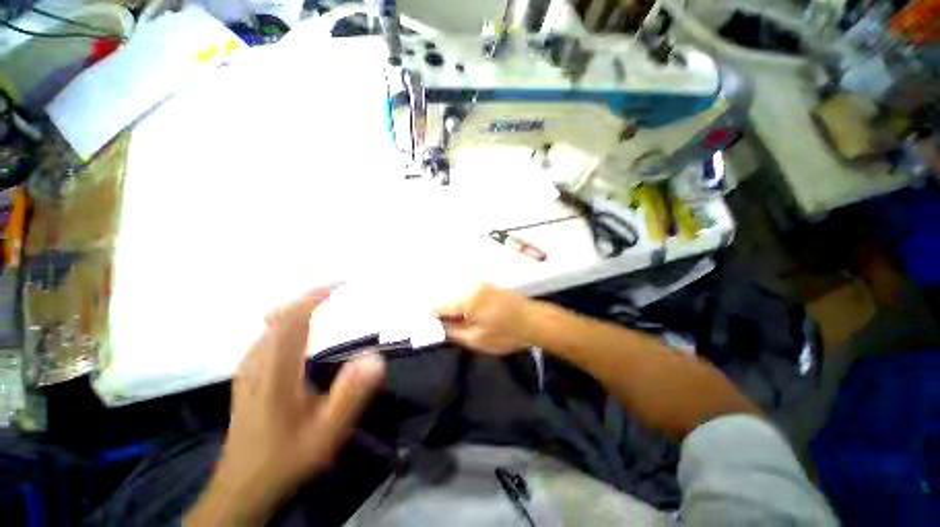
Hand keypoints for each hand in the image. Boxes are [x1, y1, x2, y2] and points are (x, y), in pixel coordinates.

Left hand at [186, 286, 385, 525]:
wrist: (244, 486)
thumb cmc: (288, 457)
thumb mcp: (326, 432)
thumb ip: (351, 394)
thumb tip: (375, 357)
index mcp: (277, 370)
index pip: (294, 318)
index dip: (317, 295)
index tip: (343, 283)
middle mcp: (258, 362)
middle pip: (280, 315)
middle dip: (310, 295)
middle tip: (338, 289)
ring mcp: (248, 368)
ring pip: (271, 324)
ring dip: (298, 306)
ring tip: (324, 301)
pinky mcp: (247, 376)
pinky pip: (267, 335)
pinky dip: (286, 320)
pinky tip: (300, 328)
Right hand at [434, 284, 535, 354]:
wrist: (535, 322)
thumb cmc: (506, 334)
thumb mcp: (476, 339)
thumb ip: (452, 331)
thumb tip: (436, 327)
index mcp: (466, 299)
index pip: (437, 305)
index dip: (431, 318)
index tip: (431, 329)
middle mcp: (470, 285)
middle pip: (445, 296)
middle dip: (441, 312)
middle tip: (444, 328)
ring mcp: (479, 283)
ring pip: (455, 293)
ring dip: (452, 307)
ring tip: (457, 322)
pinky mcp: (487, 285)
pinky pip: (466, 291)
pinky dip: (462, 302)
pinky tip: (468, 314)